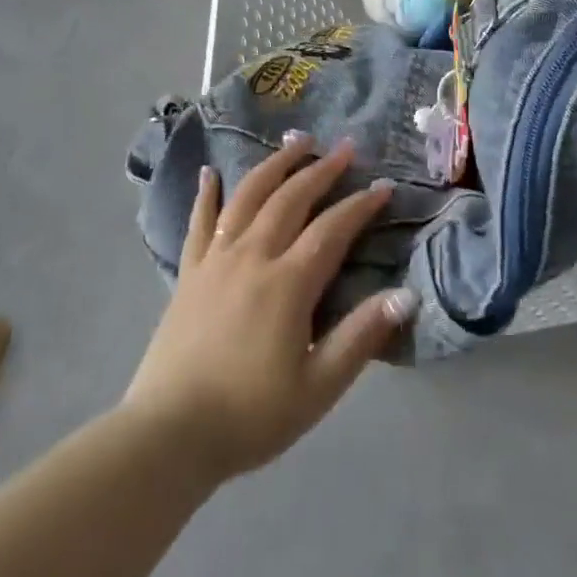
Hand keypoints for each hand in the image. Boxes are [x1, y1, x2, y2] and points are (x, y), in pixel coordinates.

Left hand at [122, 136, 416, 484]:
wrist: (169, 434)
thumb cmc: (251, 415)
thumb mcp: (318, 387)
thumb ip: (361, 336)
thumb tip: (406, 295)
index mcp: (288, 283)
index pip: (332, 229)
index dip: (361, 205)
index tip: (383, 186)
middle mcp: (253, 256)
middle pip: (291, 198)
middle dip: (321, 170)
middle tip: (344, 147)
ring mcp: (216, 259)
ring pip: (249, 196)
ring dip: (275, 165)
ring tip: (295, 143)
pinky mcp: (189, 272)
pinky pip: (200, 221)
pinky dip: (207, 192)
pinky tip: (210, 172)